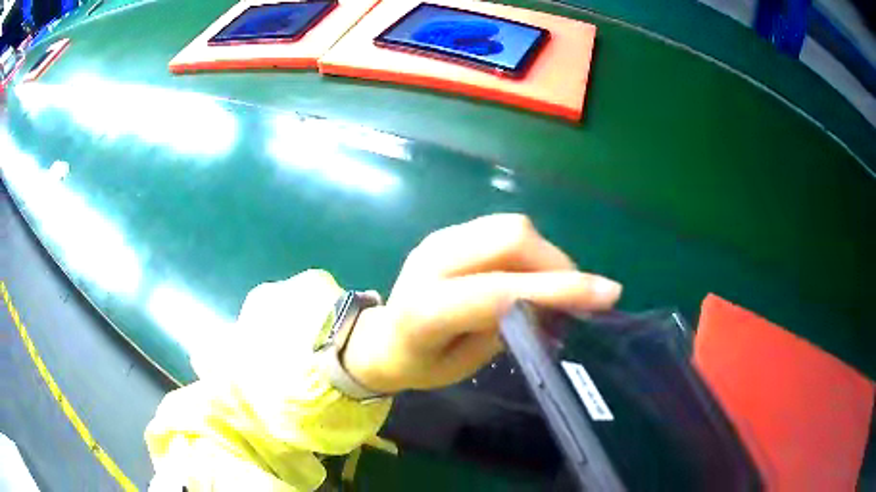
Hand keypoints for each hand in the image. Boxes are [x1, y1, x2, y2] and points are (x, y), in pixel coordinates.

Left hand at [343, 214, 621, 393]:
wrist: (380, 339)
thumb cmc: (420, 364)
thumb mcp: (464, 364)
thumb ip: (508, 329)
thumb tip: (555, 306)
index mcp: (428, 308)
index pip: (501, 290)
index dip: (558, 290)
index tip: (608, 294)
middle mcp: (432, 260)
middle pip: (510, 237)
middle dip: (556, 263)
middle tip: (577, 296)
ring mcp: (439, 239)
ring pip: (510, 226)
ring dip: (545, 254)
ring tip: (556, 288)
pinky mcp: (448, 233)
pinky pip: (501, 229)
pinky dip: (529, 250)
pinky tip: (533, 274)